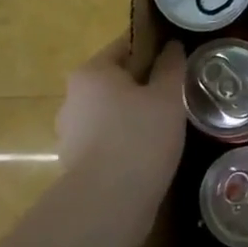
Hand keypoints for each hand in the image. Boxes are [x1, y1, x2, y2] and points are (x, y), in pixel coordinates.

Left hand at [55, 37, 186, 212]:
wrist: (109, 201)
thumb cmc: (140, 136)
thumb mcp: (168, 96)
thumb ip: (171, 67)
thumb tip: (172, 46)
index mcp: (92, 72)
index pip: (125, 46)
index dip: (154, 47)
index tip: (177, 57)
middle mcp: (73, 97)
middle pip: (115, 80)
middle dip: (144, 84)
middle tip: (176, 93)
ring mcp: (70, 132)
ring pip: (110, 111)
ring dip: (133, 114)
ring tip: (166, 125)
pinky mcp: (75, 161)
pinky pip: (106, 139)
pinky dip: (125, 140)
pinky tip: (149, 151)